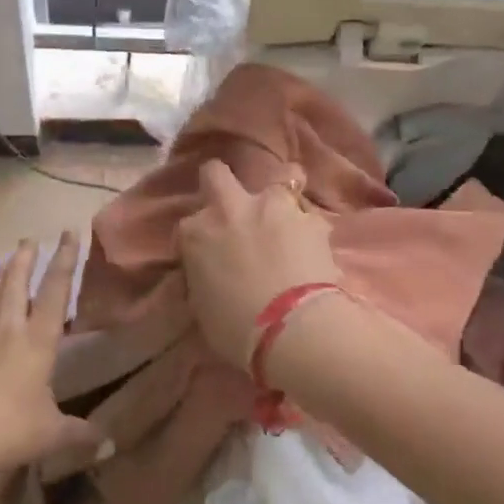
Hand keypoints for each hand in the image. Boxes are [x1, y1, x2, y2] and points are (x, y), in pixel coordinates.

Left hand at [0, 232, 104, 480]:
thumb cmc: (10, 430)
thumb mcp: (52, 434)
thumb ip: (81, 435)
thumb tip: (112, 446)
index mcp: (38, 342)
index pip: (56, 293)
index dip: (65, 261)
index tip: (69, 234)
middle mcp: (8, 333)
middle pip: (16, 288)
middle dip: (24, 261)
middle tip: (29, 239)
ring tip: (2, 261)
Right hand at [177, 159, 343, 367]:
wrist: (291, 330)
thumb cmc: (236, 329)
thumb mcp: (202, 307)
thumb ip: (204, 278)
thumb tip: (212, 275)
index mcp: (196, 233)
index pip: (189, 224)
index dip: (200, 237)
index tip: (208, 254)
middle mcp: (230, 209)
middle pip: (216, 173)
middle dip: (221, 183)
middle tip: (235, 207)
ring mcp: (272, 208)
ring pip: (282, 175)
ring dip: (282, 194)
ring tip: (287, 217)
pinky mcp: (310, 219)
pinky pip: (310, 216)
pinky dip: (310, 229)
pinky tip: (315, 247)